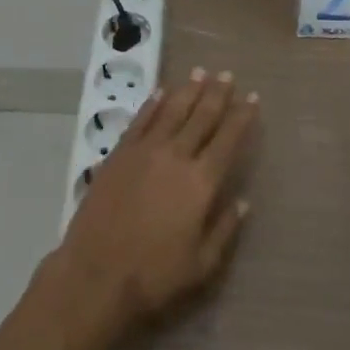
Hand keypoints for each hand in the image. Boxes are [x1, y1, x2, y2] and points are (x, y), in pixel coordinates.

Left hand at [44, 68, 256, 346]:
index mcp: (201, 183)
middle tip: (227, 74)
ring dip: (188, 90)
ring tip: (200, 72)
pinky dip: (153, 103)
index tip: (252, 98)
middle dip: (217, 94)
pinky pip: (140, 120)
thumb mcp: (202, 265)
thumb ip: (225, 229)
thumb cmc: (154, 276)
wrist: (96, 274)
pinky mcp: (119, 154)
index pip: (228, 140)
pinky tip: (161, 91)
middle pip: (201, 117)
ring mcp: (144, 151)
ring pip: (172, 111)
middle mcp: (176, 157)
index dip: (242, 117)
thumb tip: (242, 201)